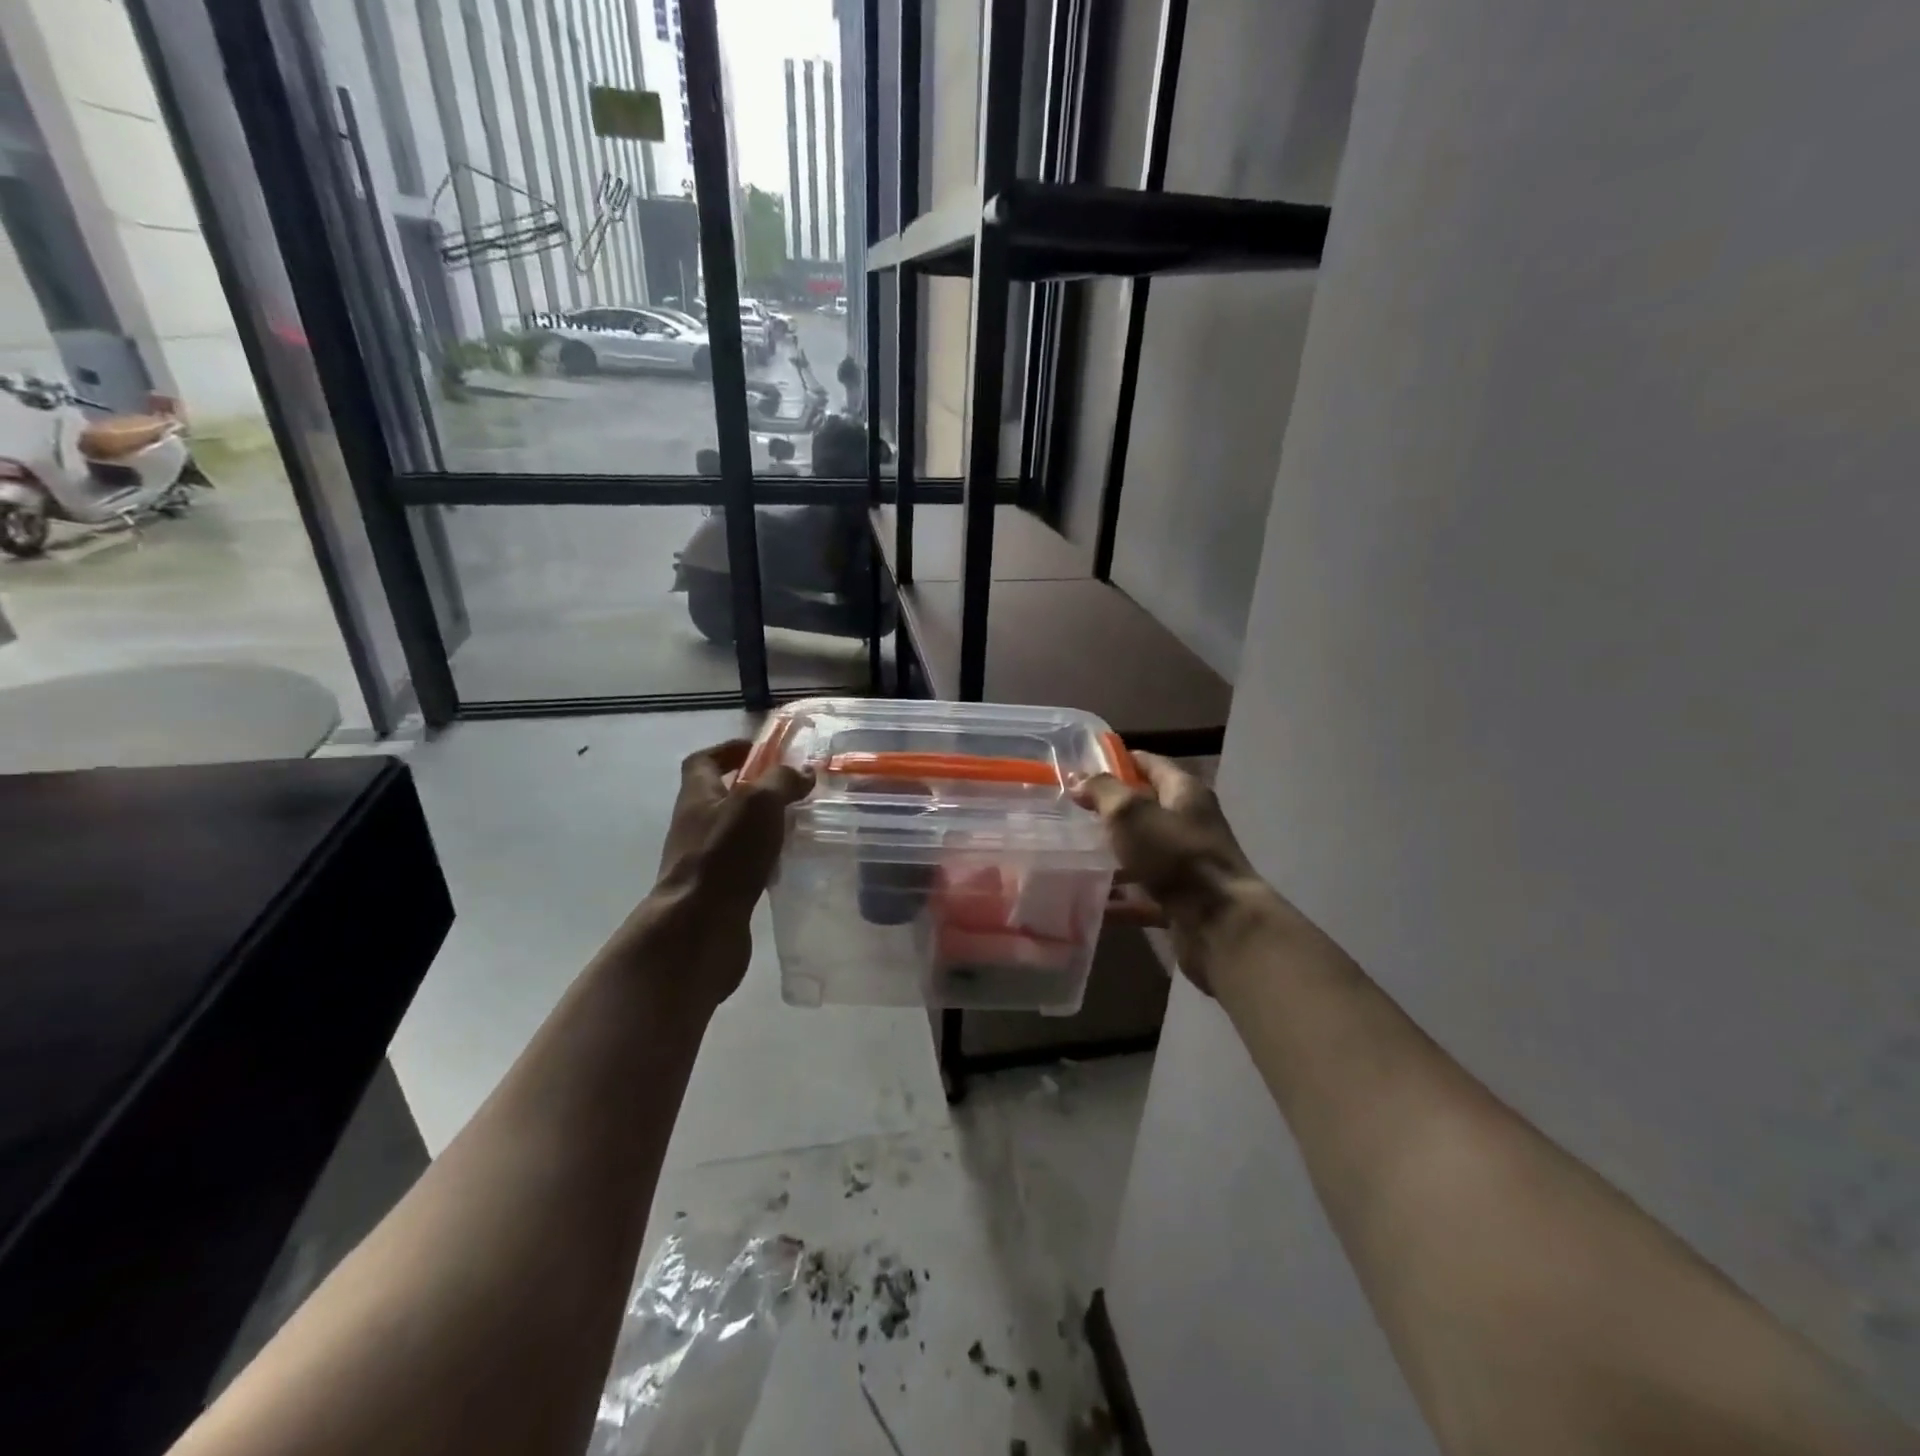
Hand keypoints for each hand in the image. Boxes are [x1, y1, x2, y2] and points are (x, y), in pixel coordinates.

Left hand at [597, 739, 812, 1011]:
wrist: (698, 928)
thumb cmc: (725, 855)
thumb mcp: (758, 803)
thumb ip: (782, 781)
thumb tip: (802, 773)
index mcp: (697, 796)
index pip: (703, 761)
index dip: (728, 750)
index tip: (760, 750)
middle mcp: (695, 825)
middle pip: (721, 796)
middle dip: (755, 789)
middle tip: (793, 789)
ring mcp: (704, 860)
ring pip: (735, 831)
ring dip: (763, 825)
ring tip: (798, 824)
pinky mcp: (718, 890)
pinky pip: (743, 864)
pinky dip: (765, 858)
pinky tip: (789, 863)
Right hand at [1074, 753, 1273, 993]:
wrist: (1219, 923)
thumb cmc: (1175, 855)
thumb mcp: (1131, 813)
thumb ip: (1103, 791)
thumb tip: (1079, 778)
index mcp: (1184, 793)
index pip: (1150, 764)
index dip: (1119, 761)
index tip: (1083, 766)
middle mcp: (1189, 824)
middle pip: (1145, 809)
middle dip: (1110, 811)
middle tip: (1070, 812)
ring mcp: (1186, 864)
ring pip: (1142, 852)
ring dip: (1112, 854)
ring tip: (1072, 854)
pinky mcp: (1180, 900)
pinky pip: (1143, 894)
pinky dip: (1120, 898)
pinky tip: (1091, 901)